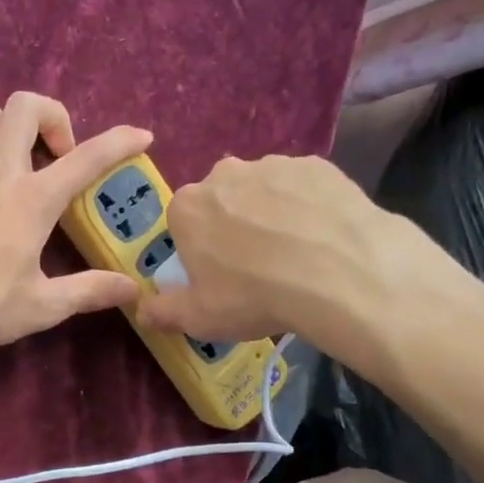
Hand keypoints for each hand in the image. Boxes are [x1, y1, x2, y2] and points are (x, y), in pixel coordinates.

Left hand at [0, 93, 152, 352]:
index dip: (120, 141)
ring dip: (6, 127)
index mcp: (32, 199)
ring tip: (10, 162)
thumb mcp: (41, 306)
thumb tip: (132, 289)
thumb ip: (89, 291)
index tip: (141, 136)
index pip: (88, 158)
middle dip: (52, 118)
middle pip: (26, 106)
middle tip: (55, 157)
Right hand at [137, 154, 455, 373]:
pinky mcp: (319, 166)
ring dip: (271, 214)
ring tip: (296, 254)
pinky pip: (304, 188)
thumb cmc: (254, 295)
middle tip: (256, 265)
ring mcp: (274, 165)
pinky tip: (323, 237)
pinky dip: (308, 207)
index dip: (198, 249)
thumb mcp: (199, 317)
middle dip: (232, 225)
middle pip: (222, 200)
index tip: (217, 274)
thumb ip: (162, 311)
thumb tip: (142, 310)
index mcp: (188, 207)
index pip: (183, 223)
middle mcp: (225, 174)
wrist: (341, 274)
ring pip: (264, 191)